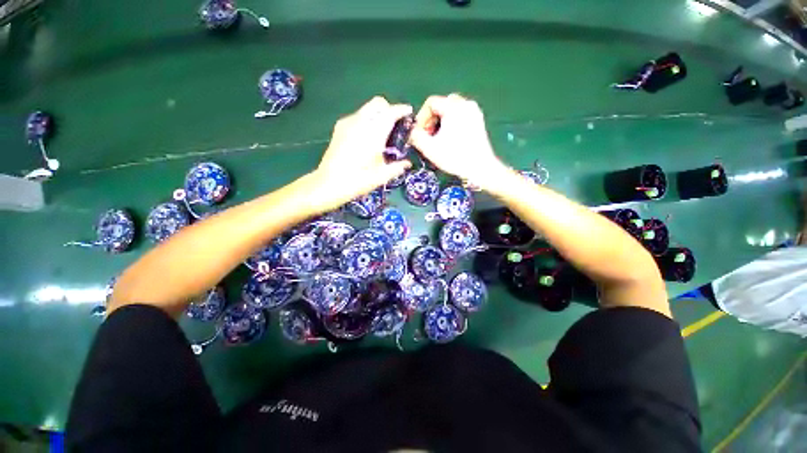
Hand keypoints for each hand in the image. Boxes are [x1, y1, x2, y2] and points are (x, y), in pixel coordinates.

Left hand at [308, 97, 412, 212]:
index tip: (409, 112)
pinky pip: (358, 115)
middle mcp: (359, 122)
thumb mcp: (381, 177)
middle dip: (389, 109)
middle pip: (378, 103)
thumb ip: (397, 167)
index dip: (402, 110)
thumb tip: (407, 163)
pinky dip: (367, 120)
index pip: (390, 113)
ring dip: (378, 114)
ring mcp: (347, 123)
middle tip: (396, 124)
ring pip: (367, 108)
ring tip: (382, 133)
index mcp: (372, 134)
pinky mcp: (339, 127)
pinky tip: (368, 137)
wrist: (328, 184)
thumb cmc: (357, 181)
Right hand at [410, 94, 508, 188]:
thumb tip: (412, 131)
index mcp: (453, 107)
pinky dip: (451, 123)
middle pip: (441, 105)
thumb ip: (416, 136)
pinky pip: (460, 115)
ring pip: (451, 110)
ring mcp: (474, 111)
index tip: (420, 133)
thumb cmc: (454, 157)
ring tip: (438, 138)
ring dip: (441, 122)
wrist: (480, 168)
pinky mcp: (479, 120)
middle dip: (431, 119)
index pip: (431, 103)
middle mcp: (465, 104)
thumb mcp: (429, 148)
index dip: (421, 118)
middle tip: (428, 135)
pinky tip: (450, 139)